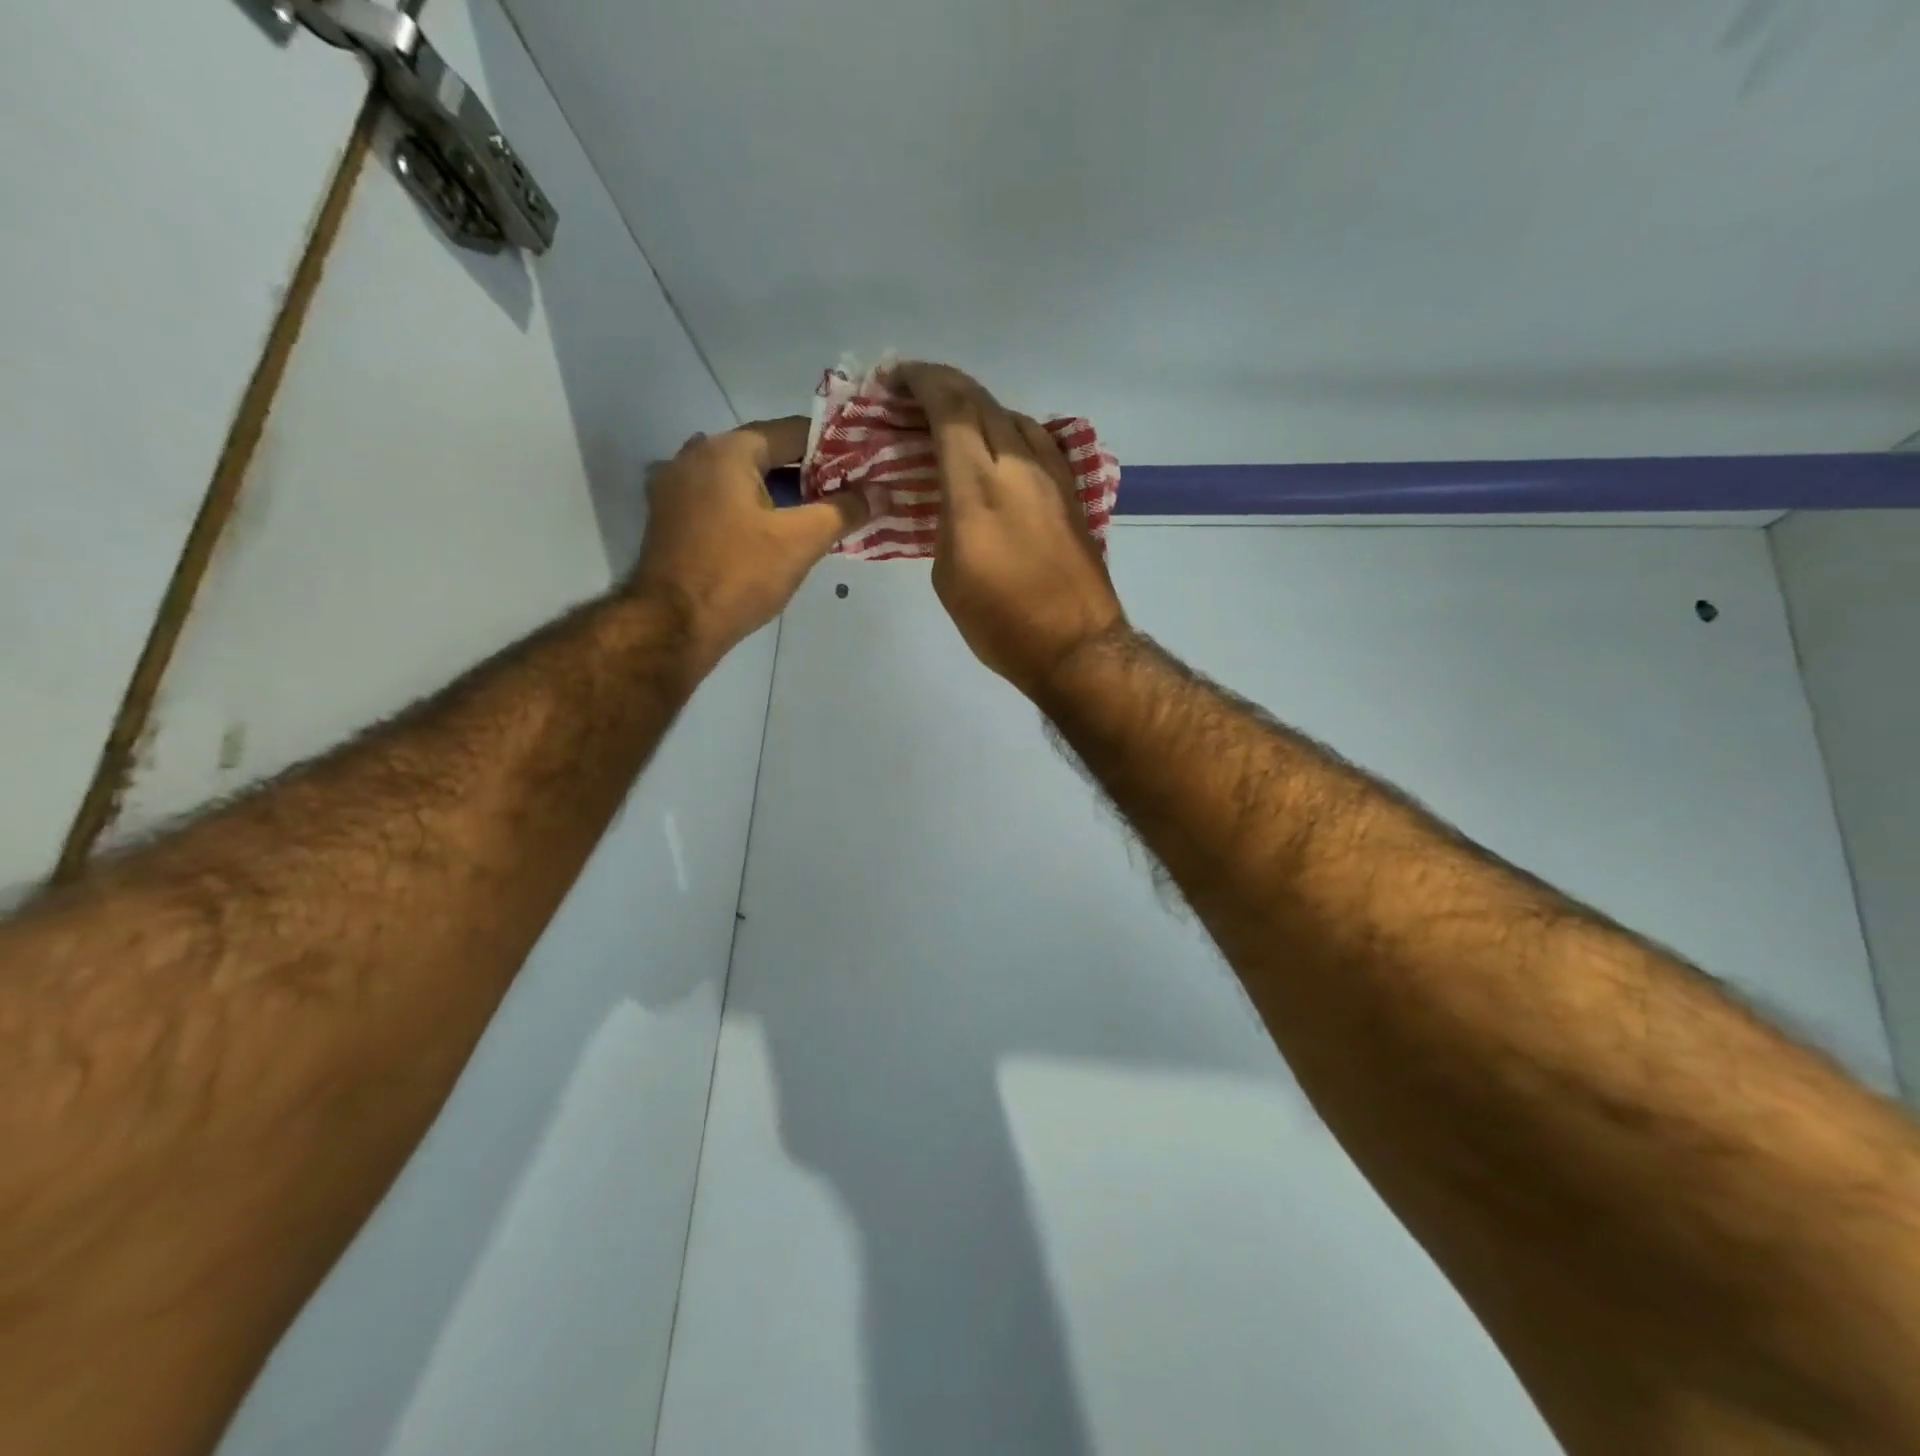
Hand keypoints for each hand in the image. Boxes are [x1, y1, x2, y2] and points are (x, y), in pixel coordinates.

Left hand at [627, 417, 867, 664]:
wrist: (673, 625)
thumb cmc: (739, 575)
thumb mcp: (801, 542)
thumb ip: (843, 511)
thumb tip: (879, 493)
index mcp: (727, 450)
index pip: (792, 432)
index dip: (831, 448)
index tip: (860, 467)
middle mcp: (695, 455)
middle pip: (764, 454)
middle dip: (805, 474)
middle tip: (843, 496)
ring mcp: (675, 486)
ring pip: (740, 479)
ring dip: (776, 493)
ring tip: (811, 517)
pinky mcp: (669, 517)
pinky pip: (719, 500)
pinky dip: (747, 508)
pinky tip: (768, 532)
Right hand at [897, 363, 1125, 693]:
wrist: (1075, 644)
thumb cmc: (1000, 621)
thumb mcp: (947, 573)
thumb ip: (943, 518)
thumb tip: (951, 496)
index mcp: (978, 484)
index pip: (949, 406)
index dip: (919, 381)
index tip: (894, 379)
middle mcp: (1018, 464)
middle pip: (979, 400)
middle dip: (941, 386)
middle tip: (911, 395)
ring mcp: (1051, 474)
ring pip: (1010, 415)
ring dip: (975, 408)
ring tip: (949, 422)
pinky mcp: (1071, 490)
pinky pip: (1035, 439)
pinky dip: (1006, 430)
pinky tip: (994, 447)